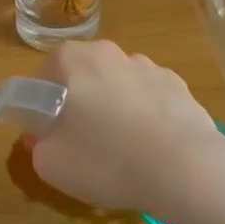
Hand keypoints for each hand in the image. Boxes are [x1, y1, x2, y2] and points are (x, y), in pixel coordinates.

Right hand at [28, 41, 224, 213]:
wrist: (186, 170)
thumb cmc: (106, 160)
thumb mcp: (50, 163)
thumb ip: (38, 145)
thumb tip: (44, 137)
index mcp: (73, 60)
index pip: (44, 76)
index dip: (42, 107)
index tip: (50, 136)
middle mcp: (110, 53)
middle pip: (83, 78)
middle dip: (79, 105)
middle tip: (81, 146)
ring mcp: (150, 67)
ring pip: (118, 88)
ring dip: (114, 111)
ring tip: (121, 153)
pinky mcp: (180, 88)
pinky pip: (150, 101)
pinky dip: (145, 119)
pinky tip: (151, 151)